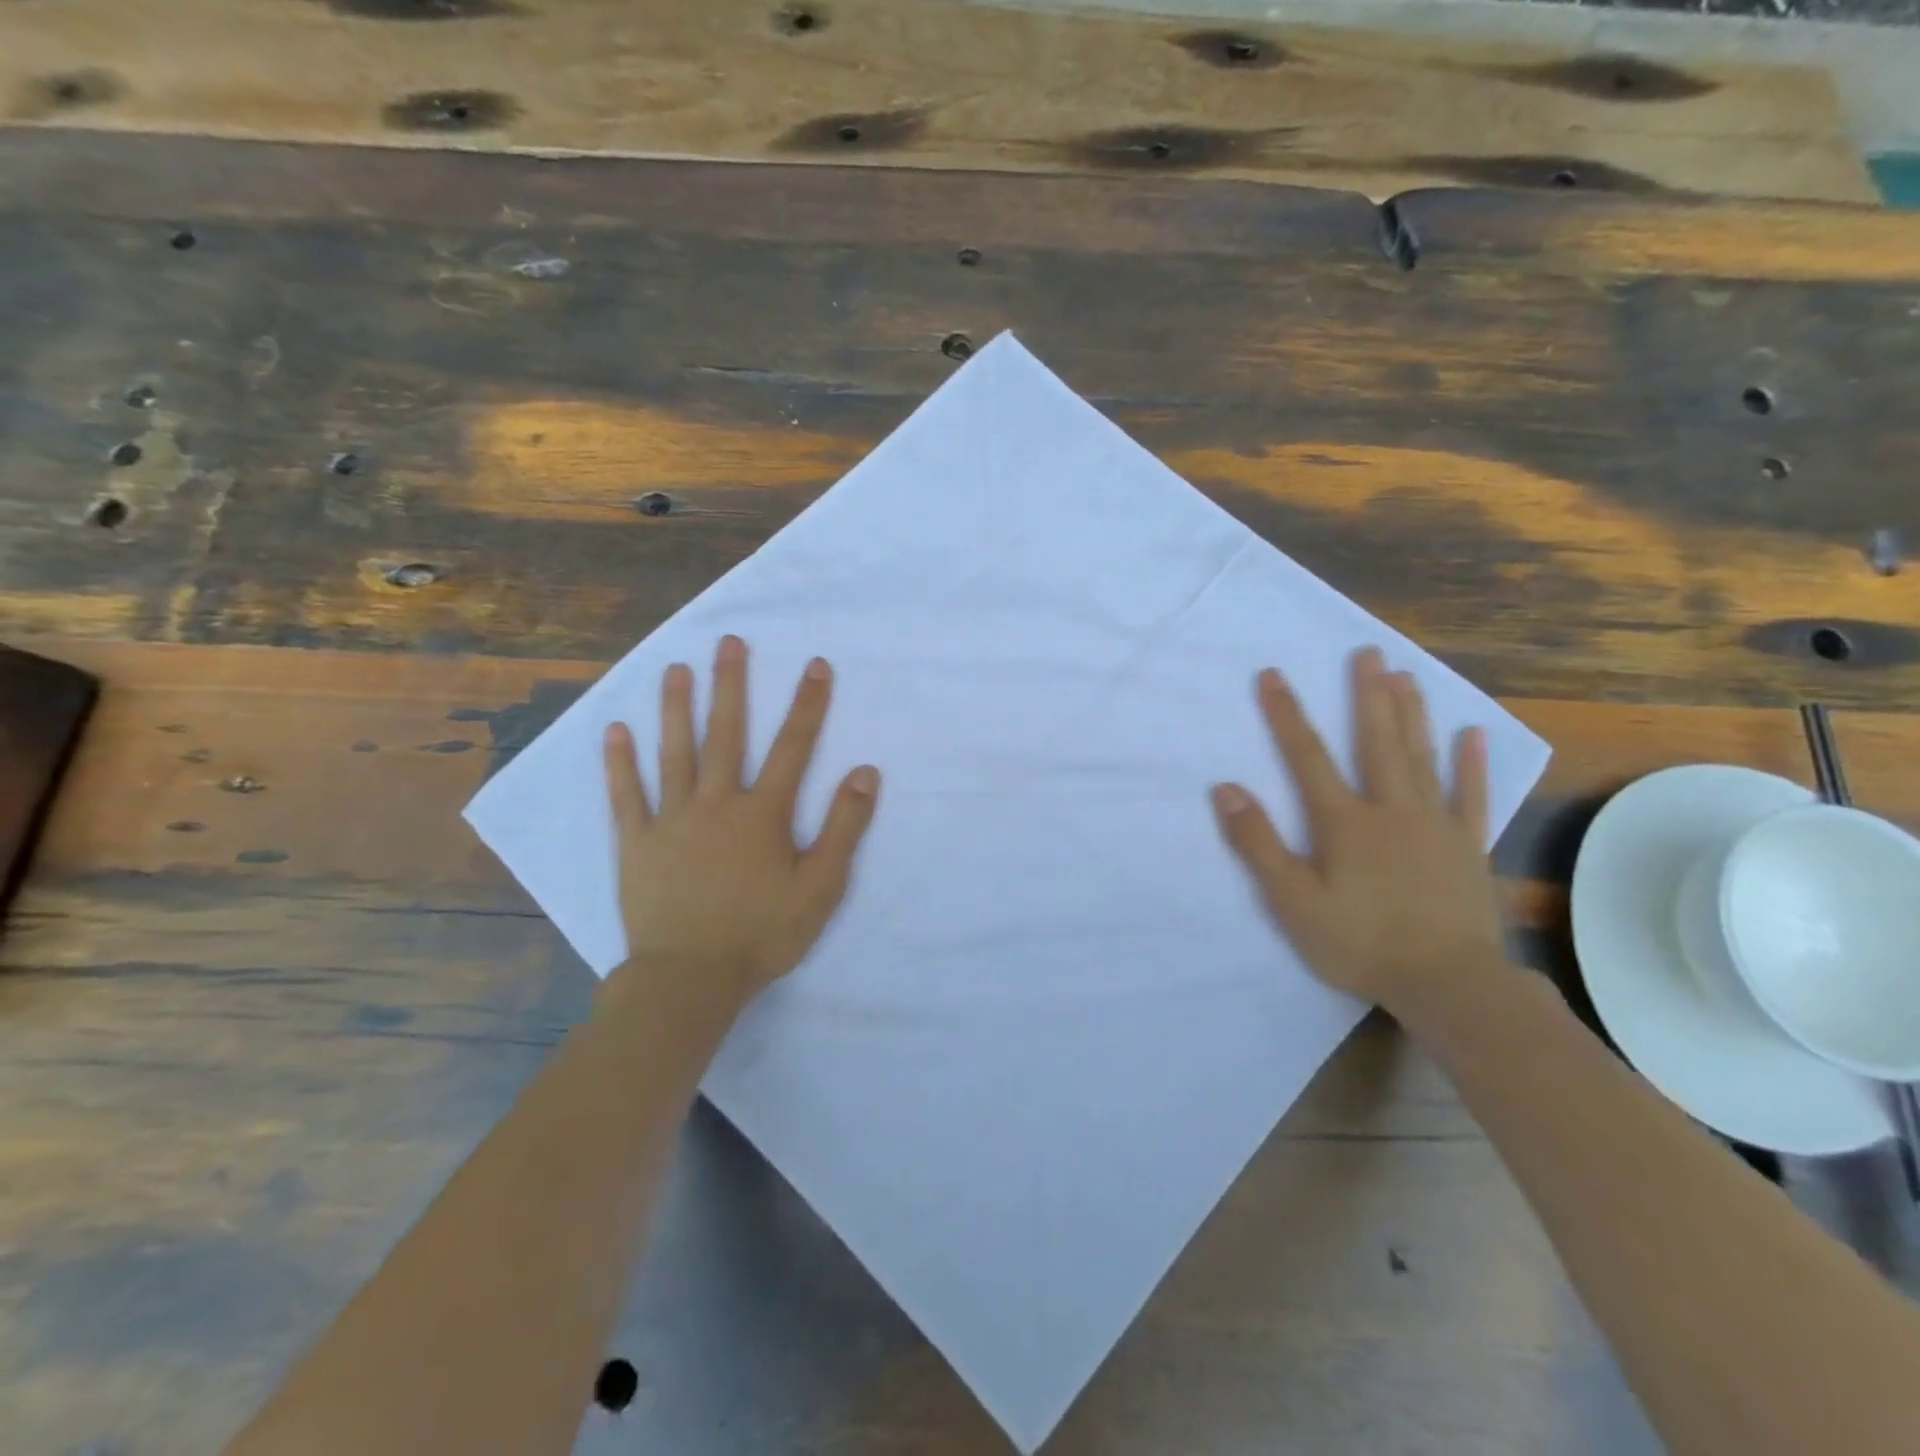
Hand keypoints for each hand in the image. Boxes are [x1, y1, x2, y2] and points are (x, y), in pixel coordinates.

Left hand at [602, 635, 879, 1010]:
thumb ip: (845, 827)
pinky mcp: (636, 843)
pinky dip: (619, 763)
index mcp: (763, 813)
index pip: (793, 747)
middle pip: (726, 734)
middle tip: (729, 642)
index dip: (808, 704)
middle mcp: (716, 803)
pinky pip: (626, 796)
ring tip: (674, 669)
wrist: (690, 979)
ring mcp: (671, 820)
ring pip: (674, 753)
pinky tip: (614, 731)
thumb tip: (865, 772)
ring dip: (675, 708)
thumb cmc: (763, 934)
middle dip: (731, 685)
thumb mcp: (822, 886)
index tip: (816, 664)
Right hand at [1211, 646, 1506, 1013]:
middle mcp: (1391, 810)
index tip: (1272, 674)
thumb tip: (1226, 788)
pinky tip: (1473, 735)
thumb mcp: (1292, 901)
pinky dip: (1471, 765)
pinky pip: (1470, 797)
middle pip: (1376, 742)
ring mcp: (1435, 826)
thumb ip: (1258, 843)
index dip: (1286, 714)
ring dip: (1412, 714)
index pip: (1307, 756)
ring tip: (1407, 675)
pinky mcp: (1467, 847)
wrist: (1449, 985)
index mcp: (1344, 822)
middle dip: (1367, 695)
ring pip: (1422, 758)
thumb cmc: (1360, 943)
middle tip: (1368, 652)